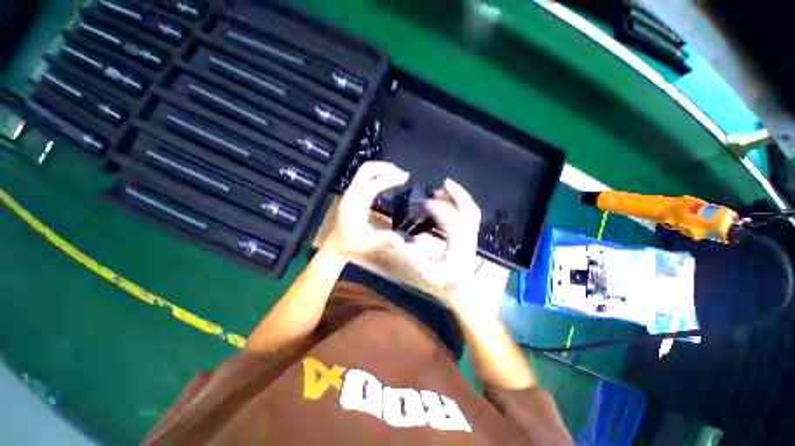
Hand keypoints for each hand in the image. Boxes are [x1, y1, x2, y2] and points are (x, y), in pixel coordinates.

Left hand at [325, 161, 408, 259]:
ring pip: (364, 171)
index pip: (372, 185)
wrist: (336, 244)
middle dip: (385, 167)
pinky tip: (386, 181)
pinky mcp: (352, 193)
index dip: (389, 179)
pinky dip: (377, 174)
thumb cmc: (352, 244)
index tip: (404, 177)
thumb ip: (385, 241)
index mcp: (355, 204)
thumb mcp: (368, 244)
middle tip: (401, 173)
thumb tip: (402, 239)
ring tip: (396, 174)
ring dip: (381, 169)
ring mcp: (350, 192)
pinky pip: (364, 176)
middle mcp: (351, 194)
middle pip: (366, 170)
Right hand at [400, 178, 481, 310]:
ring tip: (444, 189)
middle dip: (458, 195)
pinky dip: (461, 205)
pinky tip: (449, 201)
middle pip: (470, 212)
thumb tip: (405, 239)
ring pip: (472, 212)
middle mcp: (469, 240)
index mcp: (459, 249)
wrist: (460, 289)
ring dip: (460, 198)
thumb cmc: (442, 282)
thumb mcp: (424, 273)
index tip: (426, 202)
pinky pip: (469, 216)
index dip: (440, 210)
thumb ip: (412, 257)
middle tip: (444, 183)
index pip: (452, 224)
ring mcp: (472, 237)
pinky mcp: (470, 235)